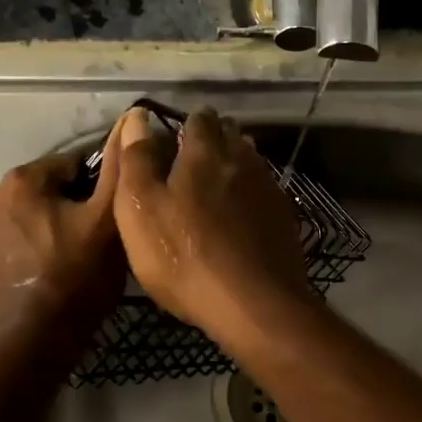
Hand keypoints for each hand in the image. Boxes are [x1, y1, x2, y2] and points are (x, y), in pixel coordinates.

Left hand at [0, 132, 124, 332]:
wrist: (34, 339)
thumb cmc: (78, 276)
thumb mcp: (109, 219)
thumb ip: (119, 168)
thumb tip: (130, 120)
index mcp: (23, 178)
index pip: (74, 165)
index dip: (98, 188)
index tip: (112, 214)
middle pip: (47, 190)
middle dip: (70, 207)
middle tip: (94, 240)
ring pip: (28, 215)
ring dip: (47, 226)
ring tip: (71, 258)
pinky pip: (10, 240)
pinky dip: (27, 247)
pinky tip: (45, 271)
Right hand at [113, 106, 315, 340]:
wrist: (253, 304)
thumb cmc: (183, 256)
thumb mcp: (140, 209)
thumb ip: (137, 160)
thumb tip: (137, 117)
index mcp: (205, 152)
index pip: (198, 119)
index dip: (185, 123)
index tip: (173, 137)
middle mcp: (243, 160)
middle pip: (230, 135)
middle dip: (213, 138)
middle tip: (192, 159)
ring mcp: (269, 189)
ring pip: (251, 162)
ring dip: (235, 164)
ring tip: (216, 183)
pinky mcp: (284, 219)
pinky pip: (265, 192)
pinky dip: (251, 194)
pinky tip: (242, 214)